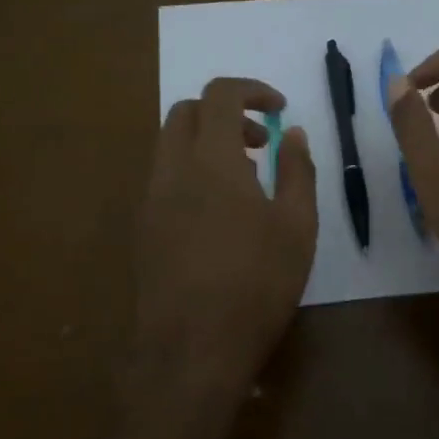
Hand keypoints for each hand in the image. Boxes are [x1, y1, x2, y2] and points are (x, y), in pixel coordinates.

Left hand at [135, 78, 316, 406]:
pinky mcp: (142, 228)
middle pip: (187, 112)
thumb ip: (297, 170)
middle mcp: (171, 169)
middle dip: (225, 113)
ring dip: (206, 143)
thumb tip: (292, 133)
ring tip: (244, 180)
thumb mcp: (296, 226)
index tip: (279, 108)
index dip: (251, 90)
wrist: (191, 349)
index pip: (220, 95)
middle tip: (260, 142)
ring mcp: (150, 199)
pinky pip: (164, 177)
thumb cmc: (256, 284)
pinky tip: (218, 214)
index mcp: (211, 159)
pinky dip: (191, 171)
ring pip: (170, 145)